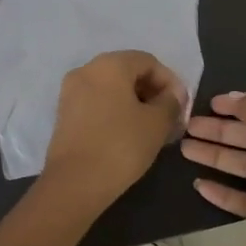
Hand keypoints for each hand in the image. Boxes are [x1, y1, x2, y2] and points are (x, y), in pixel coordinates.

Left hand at [39, 51, 188, 208]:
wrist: (74, 183)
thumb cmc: (121, 146)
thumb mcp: (157, 123)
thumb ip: (170, 102)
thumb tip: (172, 94)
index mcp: (110, 64)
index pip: (148, 62)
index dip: (169, 81)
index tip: (181, 107)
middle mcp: (87, 70)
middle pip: (128, 72)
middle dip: (152, 92)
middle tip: (169, 118)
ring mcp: (71, 91)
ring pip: (111, 88)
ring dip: (135, 103)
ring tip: (151, 129)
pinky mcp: (64, 113)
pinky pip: (97, 102)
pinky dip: (115, 111)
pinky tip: (128, 134)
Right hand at [181, 92, 245, 245]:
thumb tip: (232, 98)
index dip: (241, 103)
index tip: (212, 102)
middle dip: (221, 130)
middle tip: (189, 126)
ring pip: (245, 165)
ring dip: (216, 156)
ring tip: (184, 148)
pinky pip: (245, 200)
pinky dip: (223, 193)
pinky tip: (199, 185)